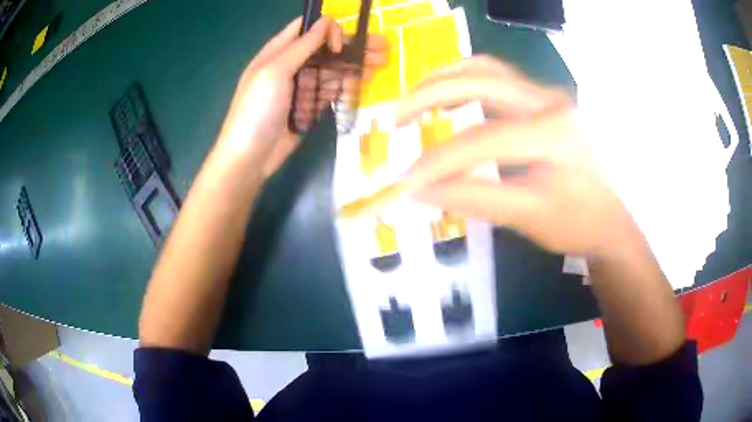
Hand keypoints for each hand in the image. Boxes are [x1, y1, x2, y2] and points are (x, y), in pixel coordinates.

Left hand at [216, 17, 385, 177]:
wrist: (250, 156)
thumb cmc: (257, 109)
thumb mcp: (275, 71)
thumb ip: (301, 46)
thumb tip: (324, 21)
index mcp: (278, 52)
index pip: (306, 29)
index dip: (326, 30)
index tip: (340, 44)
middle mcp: (290, 65)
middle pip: (325, 48)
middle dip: (351, 45)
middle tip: (382, 47)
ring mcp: (300, 87)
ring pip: (331, 69)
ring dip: (354, 64)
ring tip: (381, 63)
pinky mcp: (308, 106)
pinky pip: (330, 90)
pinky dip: (346, 85)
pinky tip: (364, 81)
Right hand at [397, 56, 637, 258]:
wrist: (608, 216)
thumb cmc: (576, 223)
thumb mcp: (527, 217)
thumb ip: (474, 198)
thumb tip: (421, 191)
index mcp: (556, 137)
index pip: (485, 140)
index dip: (439, 161)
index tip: (405, 181)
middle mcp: (553, 103)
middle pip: (482, 81)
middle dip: (430, 95)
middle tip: (397, 118)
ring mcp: (549, 95)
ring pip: (487, 68)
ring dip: (444, 80)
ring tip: (415, 102)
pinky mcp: (543, 97)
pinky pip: (497, 75)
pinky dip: (464, 81)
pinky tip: (448, 98)